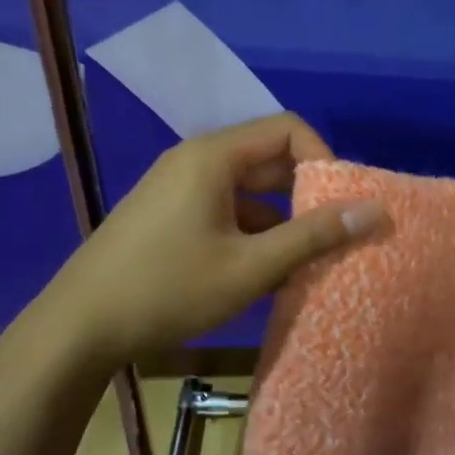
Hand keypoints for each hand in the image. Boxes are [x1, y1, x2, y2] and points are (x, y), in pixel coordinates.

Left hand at [37, 114, 386, 369]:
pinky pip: (221, 208)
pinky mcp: (166, 213)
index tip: (339, 206)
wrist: (80, 325)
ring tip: (301, 264)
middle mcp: (195, 159)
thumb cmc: (169, 289)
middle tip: (331, 236)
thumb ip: (313, 236)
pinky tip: (260, 275)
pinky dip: (248, 231)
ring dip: (278, 219)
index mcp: (214, 156)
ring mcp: (176, 186)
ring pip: (245, 189)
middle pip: (266, 158)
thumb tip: (375, 210)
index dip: (323, 160)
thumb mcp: (250, 266)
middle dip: (304, 194)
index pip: (287, 129)